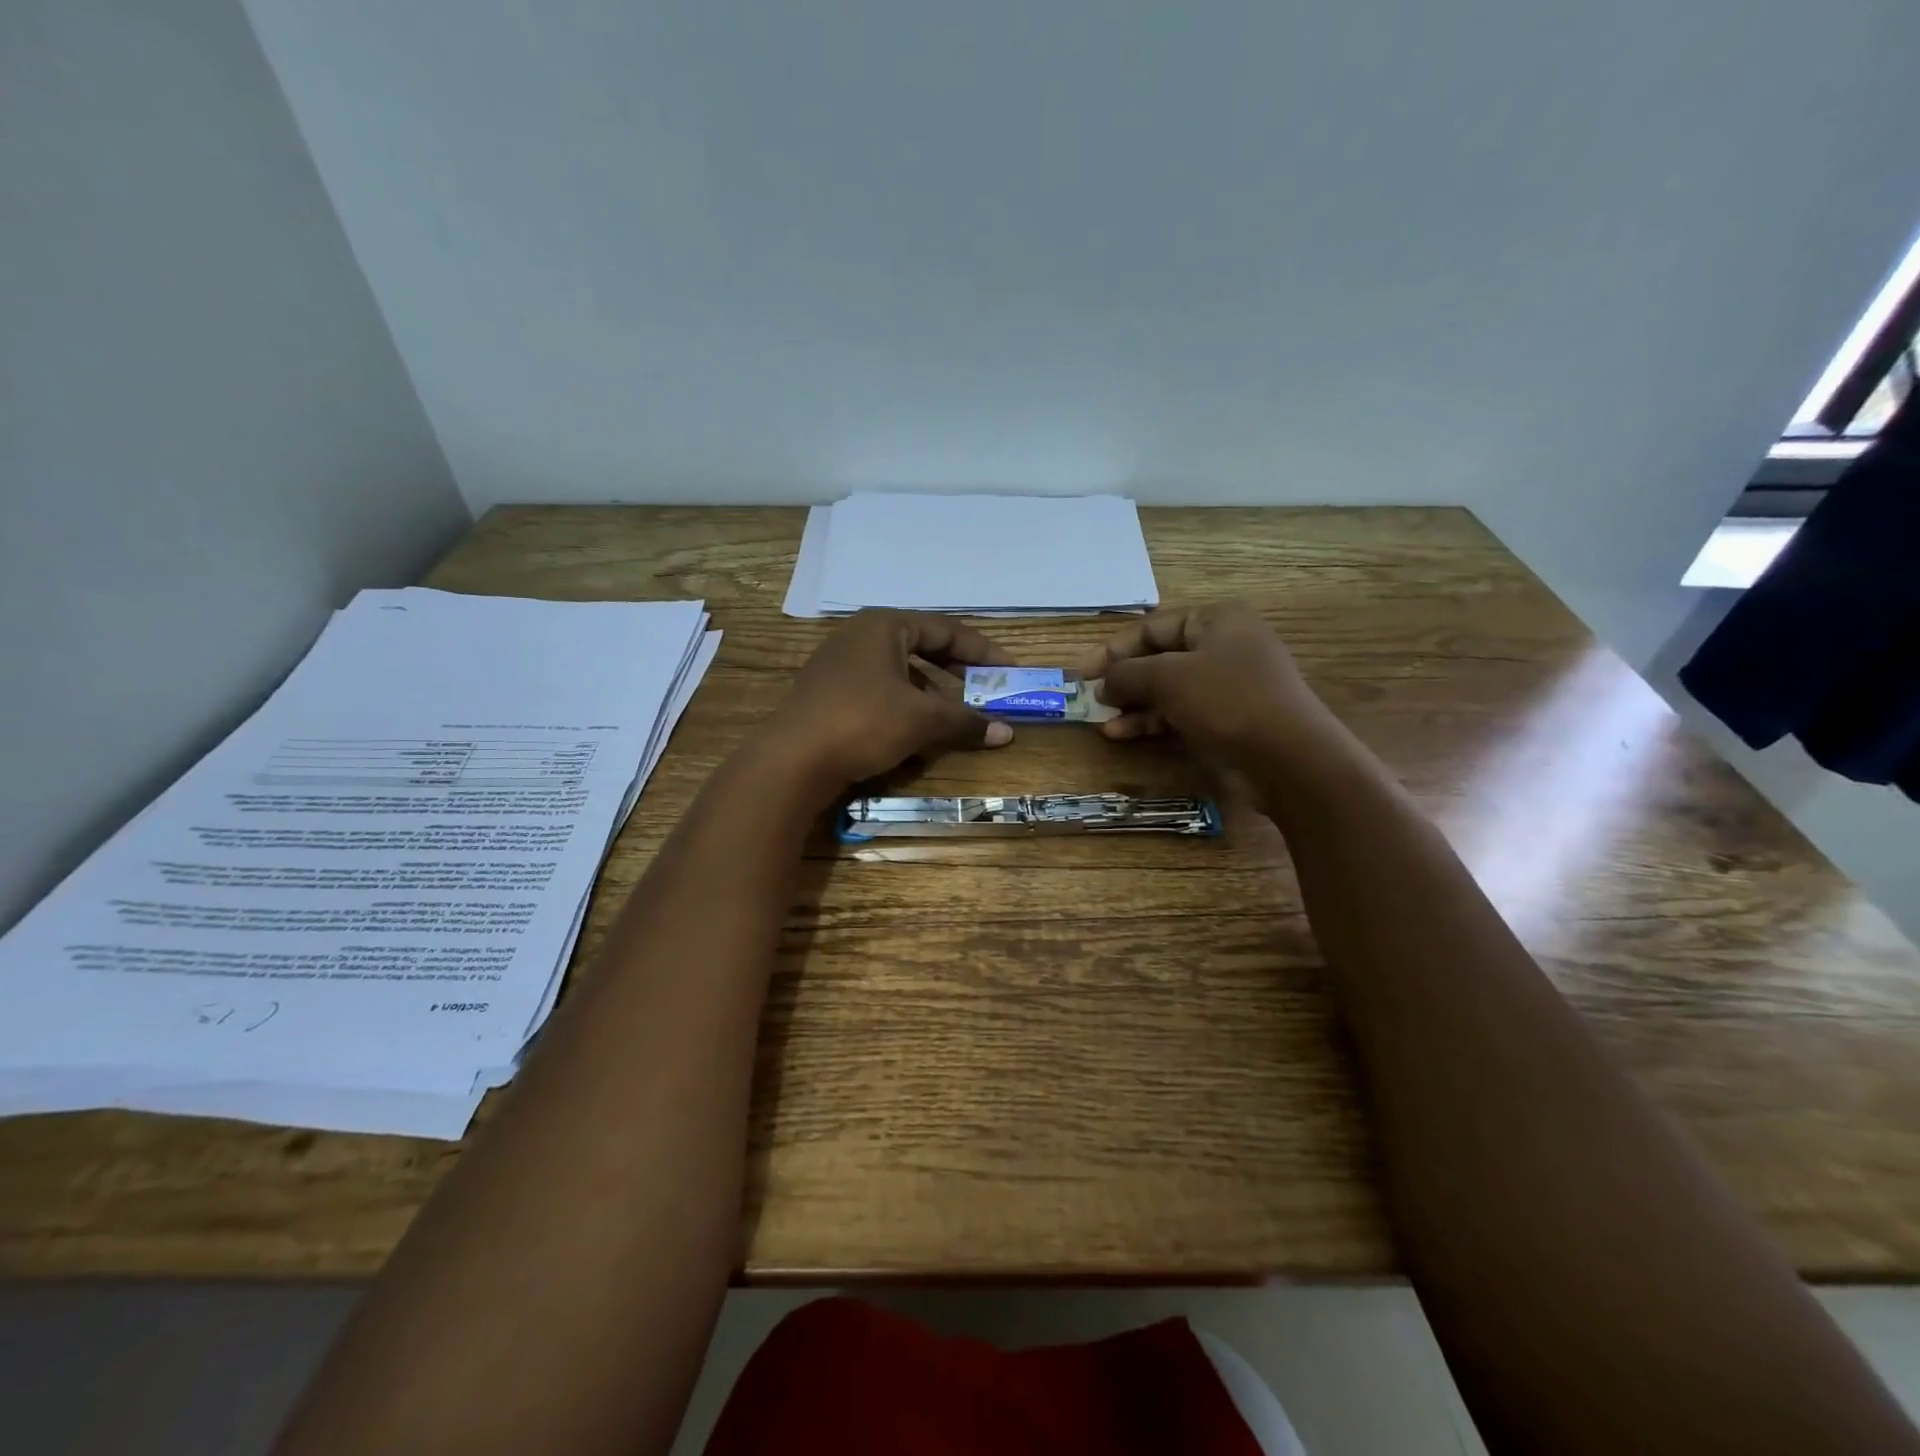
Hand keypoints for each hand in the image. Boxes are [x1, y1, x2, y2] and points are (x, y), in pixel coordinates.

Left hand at [762, 610, 1012, 799]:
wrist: (791, 760)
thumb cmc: (863, 722)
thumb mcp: (921, 720)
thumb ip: (965, 721)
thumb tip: (1006, 732)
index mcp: (884, 625)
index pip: (945, 630)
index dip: (982, 650)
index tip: (1008, 670)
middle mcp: (860, 635)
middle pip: (921, 647)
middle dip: (956, 670)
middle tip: (985, 687)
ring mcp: (838, 664)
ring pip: (899, 672)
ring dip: (930, 692)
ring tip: (953, 715)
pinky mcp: (827, 693)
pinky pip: (878, 690)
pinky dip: (904, 705)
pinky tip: (915, 730)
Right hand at [1077, 604, 1334, 766]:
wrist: (1288, 759)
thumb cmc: (1229, 701)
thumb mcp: (1170, 678)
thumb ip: (1128, 674)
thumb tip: (1102, 682)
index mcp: (1216, 621)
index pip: (1152, 627)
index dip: (1113, 648)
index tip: (1081, 672)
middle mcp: (1223, 647)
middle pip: (1159, 657)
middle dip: (1122, 678)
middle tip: (1089, 697)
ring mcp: (1226, 685)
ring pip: (1166, 688)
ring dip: (1132, 703)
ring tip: (1102, 720)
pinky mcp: (1226, 719)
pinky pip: (1179, 712)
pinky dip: (1151, 721)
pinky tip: (1121, 734)